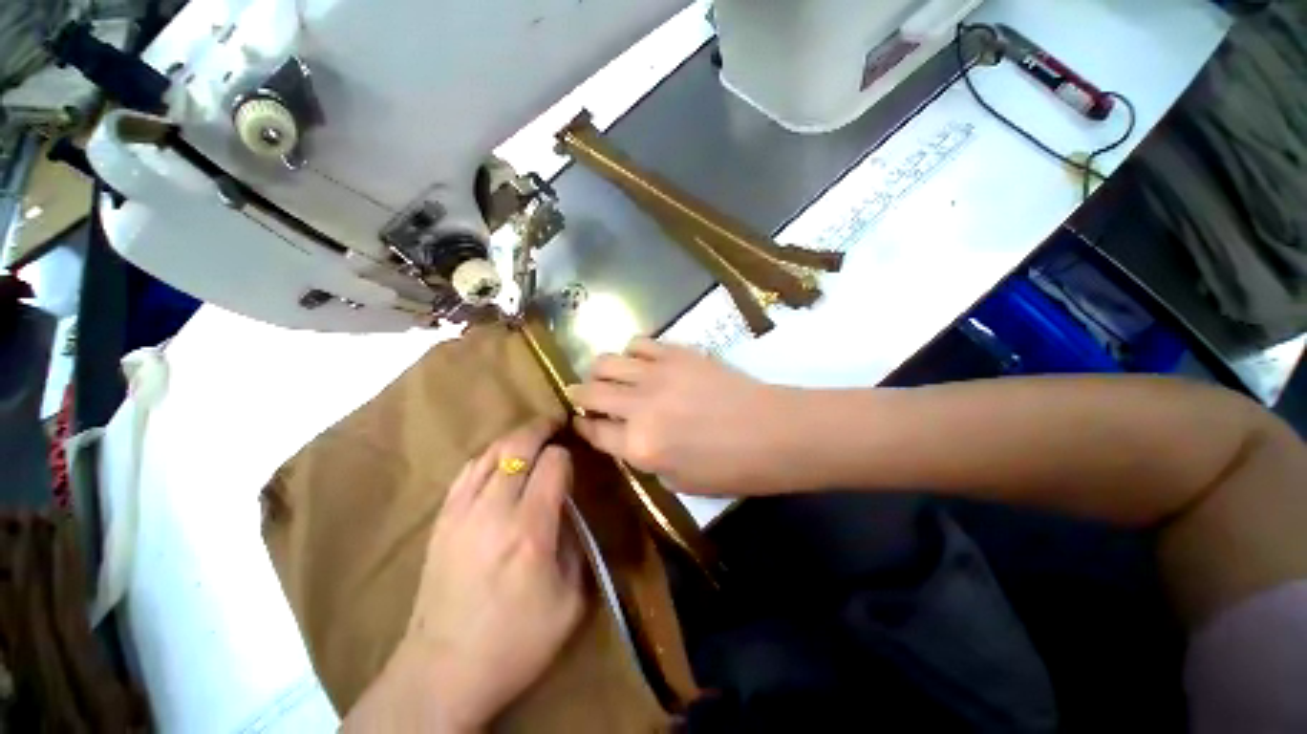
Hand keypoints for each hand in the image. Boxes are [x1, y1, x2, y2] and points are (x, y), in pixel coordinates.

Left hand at [345, 418, 584, 731]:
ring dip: (515, 436)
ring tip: (532, 434)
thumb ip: (576, 543)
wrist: (444, 671)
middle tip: (556, 421)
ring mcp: (461, 513)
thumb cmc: (517, 640)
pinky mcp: (442, 519)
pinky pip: (466, 470)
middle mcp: (494, 512)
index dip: (566, 455)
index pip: (552, 465)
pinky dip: (488, 455)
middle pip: (518, 446)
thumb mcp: (571, 600)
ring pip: (490, 451)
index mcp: (530, 531)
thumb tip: (570, 505)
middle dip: (541, 428)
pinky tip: (499, 457)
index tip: (573, 459)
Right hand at [569, 338, 802, 495]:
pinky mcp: (676, 353)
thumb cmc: (731, 469)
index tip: (579, 422)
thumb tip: (627, 437)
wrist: (774, 431)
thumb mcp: (679, 481)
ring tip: (608, 376)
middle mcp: (639, 406)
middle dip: (579, 395)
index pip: (593, 431)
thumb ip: (644, 458)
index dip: (581, 426)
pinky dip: (631, 352)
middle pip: (591, 392)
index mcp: (639, 446)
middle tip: (583, 396)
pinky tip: (639, 361)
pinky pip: (639, 343)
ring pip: (607, 361)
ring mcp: (657, 374)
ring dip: (600, 371)